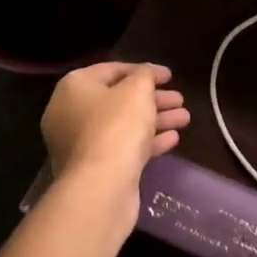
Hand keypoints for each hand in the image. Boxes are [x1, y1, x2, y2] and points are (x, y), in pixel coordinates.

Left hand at [41, 62, 189, 209]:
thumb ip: (145, 75)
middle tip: (180, 99)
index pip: (112, 70)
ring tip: (185, 119)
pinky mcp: (94, 168)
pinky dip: (146, 141)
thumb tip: (147, 74)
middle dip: (153, 98)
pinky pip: (123, 147)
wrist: (101, 187)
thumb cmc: (117, 126)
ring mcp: (80, 144)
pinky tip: (173, 140)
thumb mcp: (137, 90)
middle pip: (118, 99)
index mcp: (74, 87)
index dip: (143, 70)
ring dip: (155, 119)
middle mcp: (71, 113)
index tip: (169, 75)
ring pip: (123, 125)